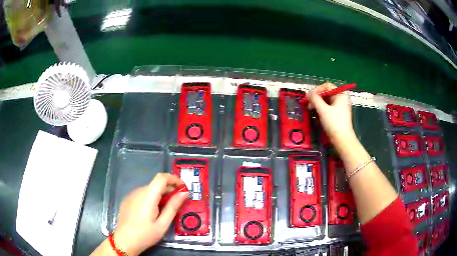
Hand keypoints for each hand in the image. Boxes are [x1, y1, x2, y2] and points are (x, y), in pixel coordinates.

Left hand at [113, 173, 188, 255]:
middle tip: (178, 202)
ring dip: (160, 195)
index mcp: (148, 196)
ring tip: (165, 210)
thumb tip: (184, 193)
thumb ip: (173, 207)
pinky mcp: (127, 200)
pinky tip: (151, 212)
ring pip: (149, 189)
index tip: (183, 188)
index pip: (161, 178)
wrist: (124, 241)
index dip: (174, 179)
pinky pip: (142, 194)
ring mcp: (131, 195)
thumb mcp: (163, 224)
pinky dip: (150, 198)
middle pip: (156, 184)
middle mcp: (138, 191)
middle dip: (169, 190)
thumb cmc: (145, 234)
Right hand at [308, 83, 355, 144]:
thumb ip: (315, 99)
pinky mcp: (337, 114)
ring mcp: (340, 106)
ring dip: (317, 103)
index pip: (326, 86)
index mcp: (341, 94)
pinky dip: (321, 108)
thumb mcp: (323, 109)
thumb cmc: (334, 123)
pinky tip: (316, 113)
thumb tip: (308, 93)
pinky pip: (327, 107)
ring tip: (310, 109)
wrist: (342, 140)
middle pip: (326, 93)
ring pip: (326, 100)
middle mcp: (341, 98)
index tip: (309, 97)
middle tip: (308, 104)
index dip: (317, 90)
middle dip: (316, 97)